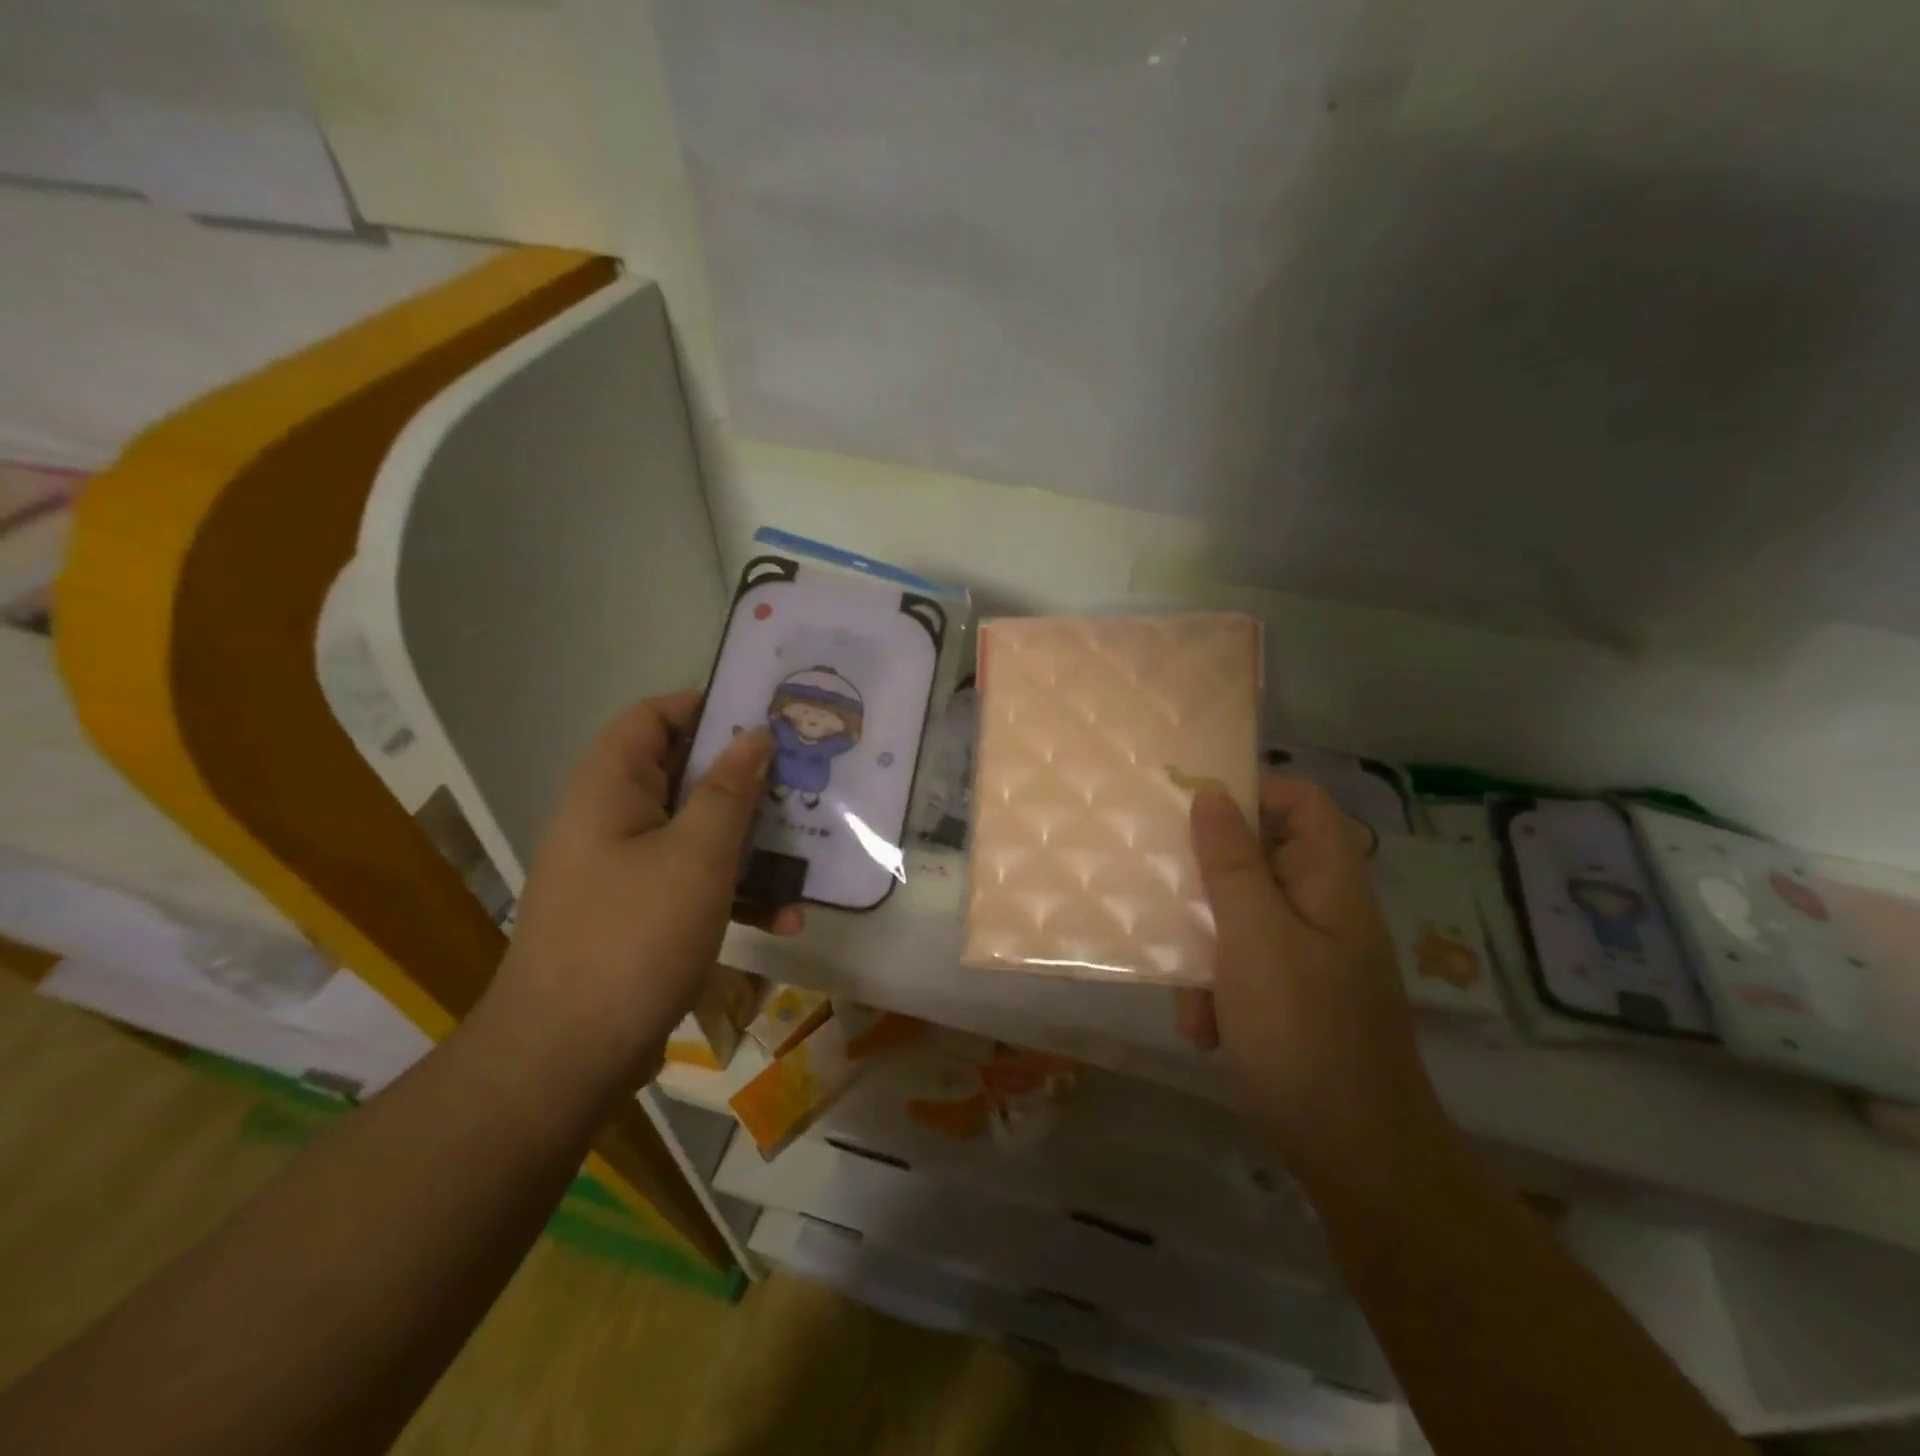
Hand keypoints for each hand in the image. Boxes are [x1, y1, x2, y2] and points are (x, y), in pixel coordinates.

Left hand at [491, 689, 801, 1087]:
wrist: (566, 1058)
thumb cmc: (633, 937)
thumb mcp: (696, 856)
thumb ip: (729, 791)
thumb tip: (754, 736)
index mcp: (610, 790)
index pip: (652, 718)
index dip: (705, 706)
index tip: (765, 715)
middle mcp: (613, 821)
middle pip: (683, 775)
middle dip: (747, 779)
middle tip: (804, 779)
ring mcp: (627, 872)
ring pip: (697, 833)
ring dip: (752, 843)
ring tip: (809, 853)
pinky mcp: (642, 916)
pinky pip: (695, 883)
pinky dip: (737, 892)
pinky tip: (784, 919)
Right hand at [1179, 776, 1439, 1172]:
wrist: (1352, 1153)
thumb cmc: (1302, 1030)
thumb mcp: (1254, 937)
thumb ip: (1231, 863)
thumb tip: (1211, 794)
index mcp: (1328, 880)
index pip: (1300, 800)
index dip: (1250, 792)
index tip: (1190, 811)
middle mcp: (1322, 907)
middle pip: (1259, 857)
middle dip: (1207, 886)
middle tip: (1167, 897)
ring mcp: (1308, 952)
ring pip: (1240, 915)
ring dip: (1204, 950)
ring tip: (1188, 996)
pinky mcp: (1291, 993)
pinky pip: (1242, 964)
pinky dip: (1217, 989)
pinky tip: (1203, 1030)